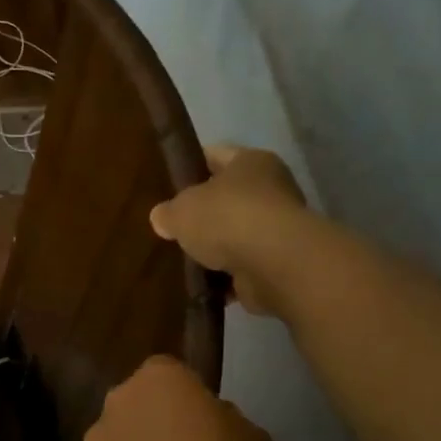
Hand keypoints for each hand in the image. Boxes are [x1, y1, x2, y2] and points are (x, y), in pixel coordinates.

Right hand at [150, 145, 306, 315]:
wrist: (274, 264)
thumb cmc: (227, 218)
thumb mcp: (181, 210)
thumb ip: (168, 212)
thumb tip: (162, 218)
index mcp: (251, 162)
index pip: (214, 156)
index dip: (190, 167)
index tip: (167, 184)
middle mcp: (271, 190)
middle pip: (227, 198)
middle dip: (202, 214)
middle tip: (172, 227)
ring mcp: (278, 229)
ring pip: (235, 235)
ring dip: (215, 249)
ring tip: (183, 259)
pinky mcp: (278, 264)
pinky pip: (243, 267)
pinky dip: (226, 277)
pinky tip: (202, 284)